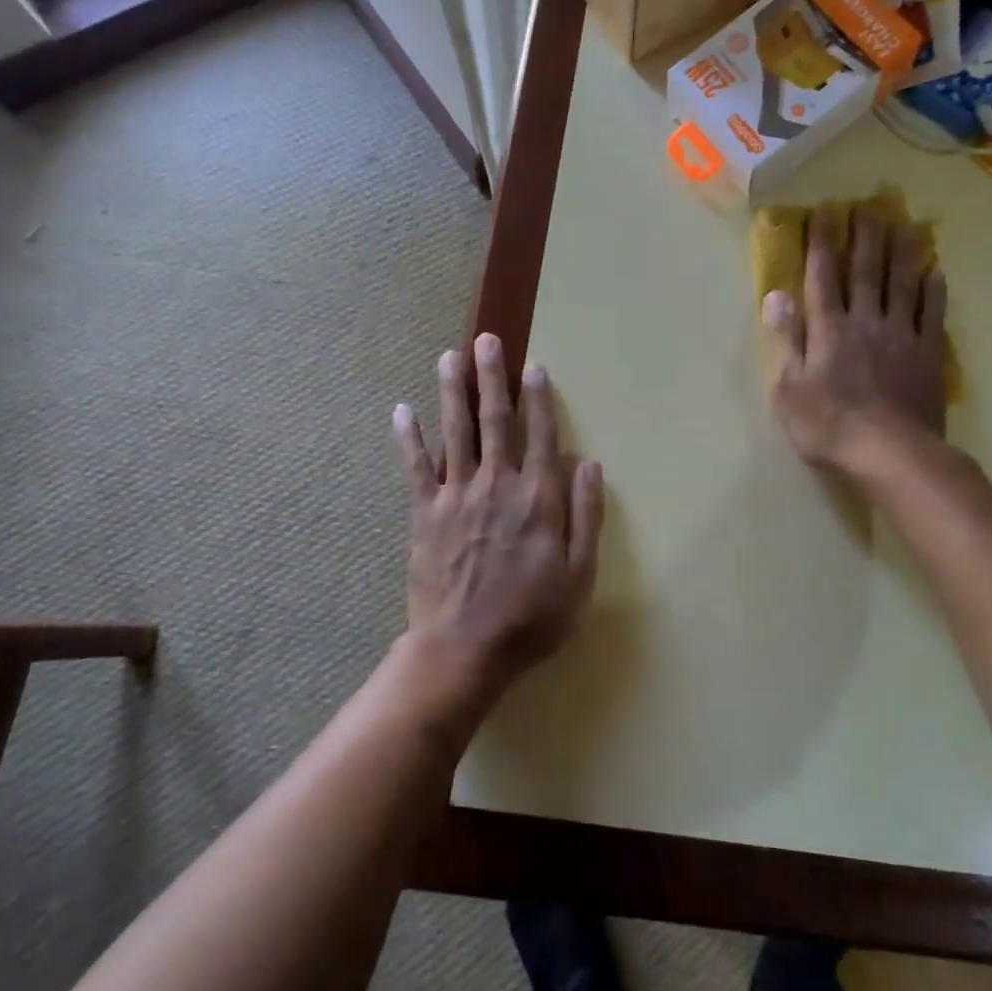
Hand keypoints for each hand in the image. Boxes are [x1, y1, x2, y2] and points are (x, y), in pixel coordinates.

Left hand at [392, 334, 603, 714]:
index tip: (533, 366)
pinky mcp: (424, 514)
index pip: (540, 435)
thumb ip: (586, 516)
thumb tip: (590, 464)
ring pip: (455, 432)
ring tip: (450, 357)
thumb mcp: (579, 574)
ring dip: (452, 391)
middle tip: (487, 340)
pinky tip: (401, 410)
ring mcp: (456, 496)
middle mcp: (496, 485)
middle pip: (495, 420)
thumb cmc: (531, 617)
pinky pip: (415, 468)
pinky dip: (408, 438)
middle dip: (492, 377)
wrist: (464, 650)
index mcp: (536, 498)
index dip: (538, 398)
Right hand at [762, 207, 948, 476]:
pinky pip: (932, 315)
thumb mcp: (788, 390)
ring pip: (902, 284)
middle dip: (864, 237)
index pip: (822, 278)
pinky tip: (936, 272)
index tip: (824, 213)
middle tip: (868, 205)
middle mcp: (865, 322)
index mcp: (827, 330)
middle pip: (865, 272)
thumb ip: (786, 340)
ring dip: (902, 252)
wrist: (890, 453)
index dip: (821, 244)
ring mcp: (901, 336)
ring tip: (905, 224)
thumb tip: (777, 296)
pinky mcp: (928, 354)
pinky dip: (933, 291)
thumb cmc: (828, 426)